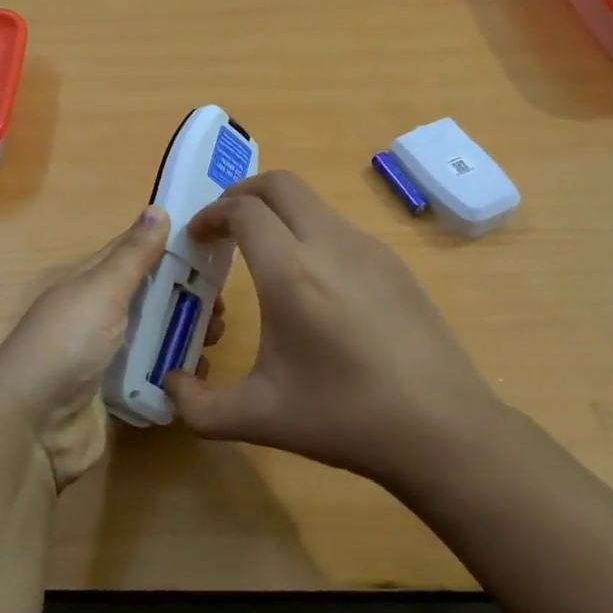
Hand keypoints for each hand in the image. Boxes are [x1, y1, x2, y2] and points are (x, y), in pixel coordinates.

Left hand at [0, 206, 223, 490]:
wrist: (33, 431)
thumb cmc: (66, 347)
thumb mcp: (101, 291)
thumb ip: (132, 255)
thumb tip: (158, 208)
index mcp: (91, 284)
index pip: (135, 255)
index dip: (172, 248)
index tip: (215, 249)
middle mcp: (100, 316)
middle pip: (153, 298)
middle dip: (189, 299)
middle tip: (222, 309)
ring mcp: (108, 358)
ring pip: (158, 337)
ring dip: (187, 336)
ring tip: (215, 342)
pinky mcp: (118, 395)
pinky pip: (155, 377)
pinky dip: (177, 375)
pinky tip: (199, 376)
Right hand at [164, 171, 502, 486]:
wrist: (442, 428)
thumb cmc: (344, 419)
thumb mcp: (258, 418)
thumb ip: (197, 405)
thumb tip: (170, 385)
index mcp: (291, 272)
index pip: (243, 210)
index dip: (212, 215)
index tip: (197, 238)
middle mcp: (330, 244)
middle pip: (280, 184)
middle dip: (243, 194)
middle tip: (224, 227)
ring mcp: (368, 249)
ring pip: (313, 204)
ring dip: (279, 214)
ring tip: (265, 257)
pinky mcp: (394, 263)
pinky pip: (340, 229)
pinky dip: (311, 234)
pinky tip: (313, 285)